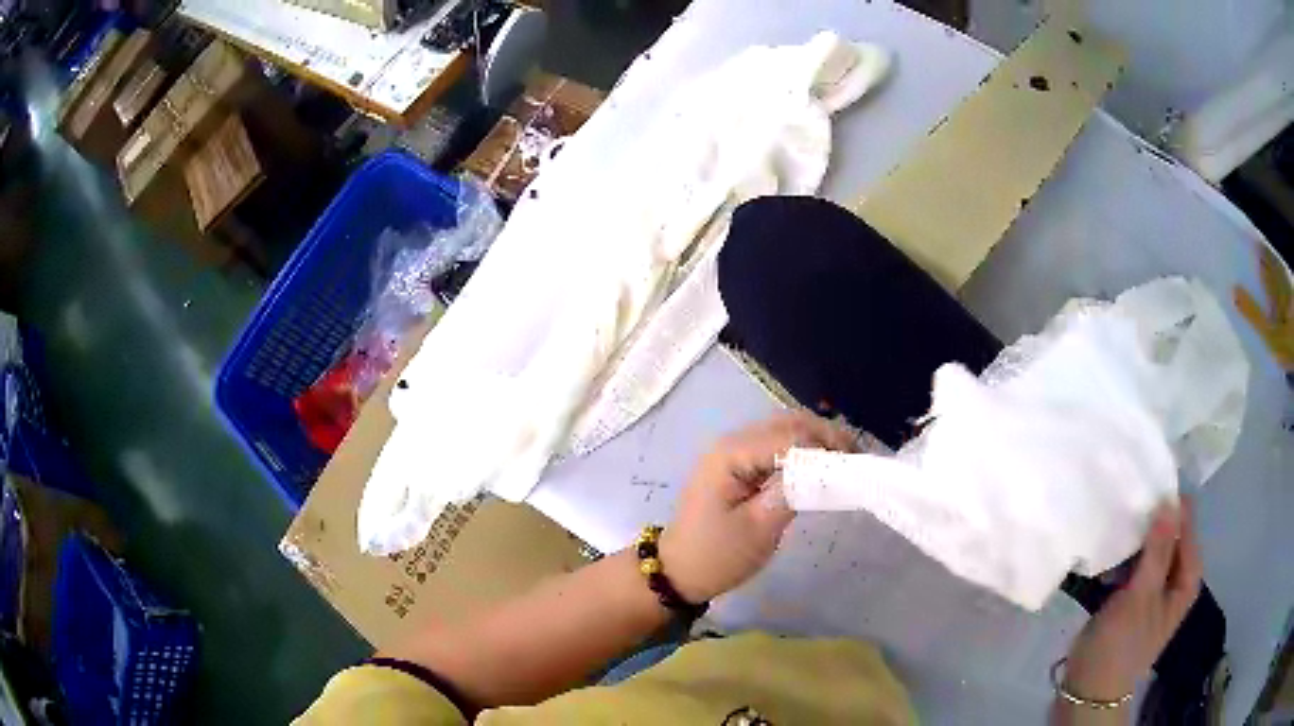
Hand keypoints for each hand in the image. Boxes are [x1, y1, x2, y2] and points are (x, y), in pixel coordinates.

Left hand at [659, 411, 856, 602]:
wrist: (678, 571)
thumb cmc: (716, 555)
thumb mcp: (758, 530)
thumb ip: (791, 493)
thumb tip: (825, 469)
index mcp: (733, 454)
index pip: (790, 436)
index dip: (825, 448)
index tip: (855, 469)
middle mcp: (734, 441)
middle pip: (790, 424)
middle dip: (826, 438)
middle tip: (856, 462)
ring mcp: (736, 451)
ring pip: (786, 431)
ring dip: (817, 442)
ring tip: (845, 464)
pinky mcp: (741, 464)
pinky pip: (777, 447)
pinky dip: (803, 453)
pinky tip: (821, 470)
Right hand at [1063, 499, 1202, 701]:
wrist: (1088, 690)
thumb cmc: (1122, 645)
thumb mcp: (1142, 596)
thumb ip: (1158, 550)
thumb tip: (1169, 500)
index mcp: (1186, 576)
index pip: (1186, 524)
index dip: (1171, 504)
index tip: (1148, 481)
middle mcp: (1173, 576)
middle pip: (1167, 534)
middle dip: (1149, 518)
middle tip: (1127, 497)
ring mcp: (1150, 587)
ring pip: (1146, 547)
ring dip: (1132, 536)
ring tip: (1113, 515)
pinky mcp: (1129, 596)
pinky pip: (1130, 564)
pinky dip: (1120, 555)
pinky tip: (1105, 545)